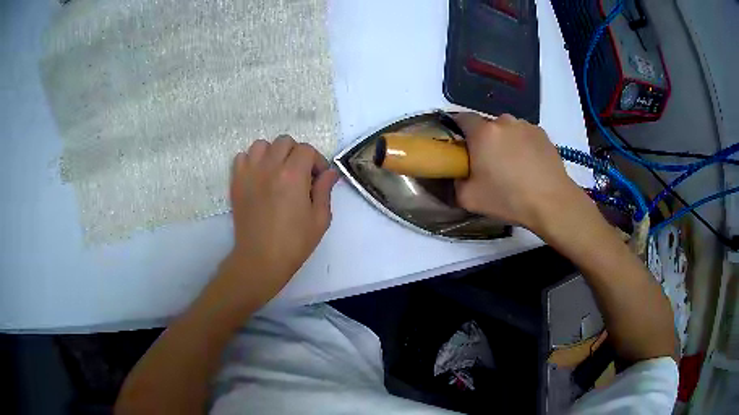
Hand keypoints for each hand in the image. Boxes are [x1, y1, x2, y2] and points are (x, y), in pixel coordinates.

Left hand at [222, 135, 338, 303]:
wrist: (260, 259)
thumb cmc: (294, 243)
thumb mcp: (320, 219)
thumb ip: (325, 190)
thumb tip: (330, 172)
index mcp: (293, 175)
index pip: (306, 150)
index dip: (316, 161)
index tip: (318, 178)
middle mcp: (269, 167)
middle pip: (284, 142)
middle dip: (296, 154)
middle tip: (299, 175)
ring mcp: (249, 173)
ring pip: (262, 145)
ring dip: (273, 153)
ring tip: (277, 172)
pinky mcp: (236, 182)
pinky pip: (242, 157)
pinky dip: (252, 161)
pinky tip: (259, 176)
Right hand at [455, 114, 583, 231]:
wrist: (552, 203)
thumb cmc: (509, 199)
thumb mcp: (469, 199)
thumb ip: (456, 182)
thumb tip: (459, 174)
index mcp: (483, 132)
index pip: (462, 118)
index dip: (458, 130)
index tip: (461, 146)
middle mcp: (504, 122)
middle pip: (487, 126)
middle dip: (485, 140)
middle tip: (489, 164)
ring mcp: (526, 126)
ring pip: (508, 130)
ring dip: (506, 142)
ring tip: (513, 167)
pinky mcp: (543, 134)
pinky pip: (525, 135)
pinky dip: (523, 146)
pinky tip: (529, 166)